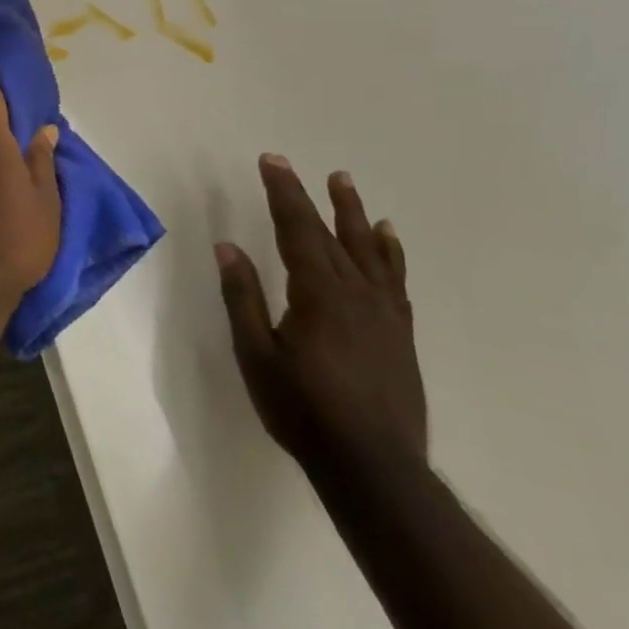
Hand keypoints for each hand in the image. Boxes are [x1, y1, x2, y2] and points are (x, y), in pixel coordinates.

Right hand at [215, 156, 426, 476]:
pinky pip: (396, 280)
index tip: (271, 161)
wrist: (373, 467)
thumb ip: (243, 297)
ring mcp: (384, 313)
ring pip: (369, 251)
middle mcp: (355, 293)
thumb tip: (228, 246)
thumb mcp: (256, 354)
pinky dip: (390, 254)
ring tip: (346, 184)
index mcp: (318, 293)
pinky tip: (387, 239)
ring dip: (354, 214)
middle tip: (296, 166)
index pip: (296, 229)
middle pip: (330, 234)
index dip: (283, 193)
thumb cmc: (302, 410)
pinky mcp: (400, 333)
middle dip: (310, 197)